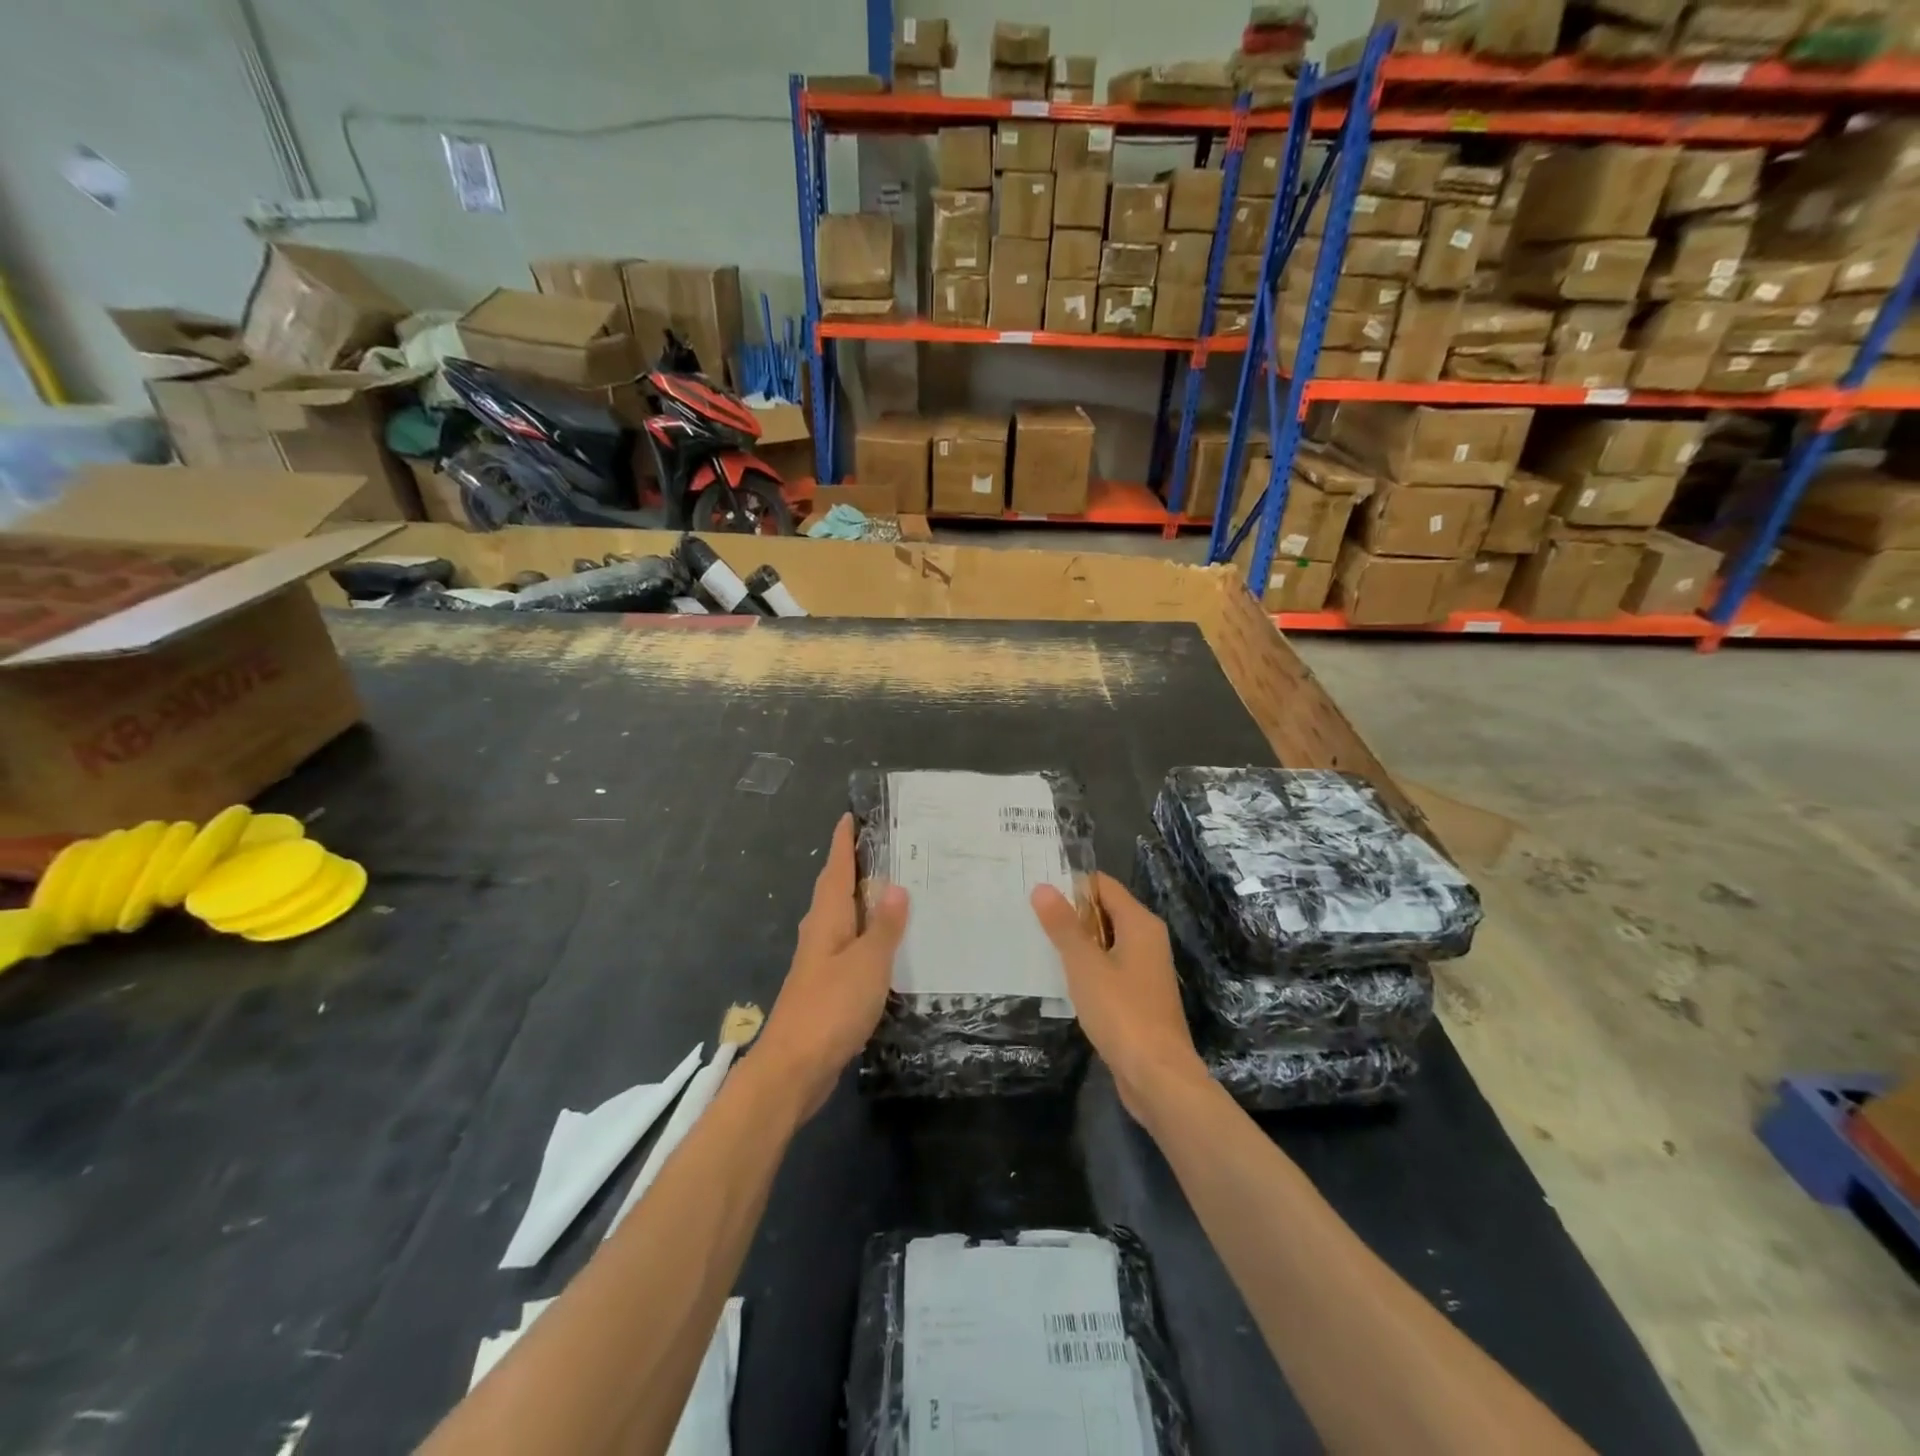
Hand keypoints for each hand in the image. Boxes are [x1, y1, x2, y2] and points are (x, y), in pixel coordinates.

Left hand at [758, 813, 908, 1119]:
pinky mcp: (825, 986)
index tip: (850, 816)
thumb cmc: (831, 1007)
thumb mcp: (868, 963)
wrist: (794, 1067)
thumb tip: (897, 886)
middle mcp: (819, 933)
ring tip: (891, 887)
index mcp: (826, 919)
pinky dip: (865, 933)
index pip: (835, 869)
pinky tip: (884, 943)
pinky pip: (848, 945)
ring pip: (841, 918)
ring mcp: (820, 961)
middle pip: (835, 889)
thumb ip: (884, 926)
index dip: (843, 843)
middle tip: (883, 846)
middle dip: (853, 866)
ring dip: (861, 900)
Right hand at [1032, 872, 1208, 1120]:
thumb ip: (1064, 926)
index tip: (1037, 891)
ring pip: (1105, 942)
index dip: (1071, 885)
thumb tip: (1043, 887)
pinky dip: (1087, 968)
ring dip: (1076, 943)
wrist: (1158, 1076)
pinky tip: (1061, 979)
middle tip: (1029, 916)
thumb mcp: (1085, 965)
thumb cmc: (1122, 1012)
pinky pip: (1109, 968)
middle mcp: (1147, 939)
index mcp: (1140, 923)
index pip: (1103, 886)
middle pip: (1105, 911)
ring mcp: (1145, 970)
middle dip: (1070, 913)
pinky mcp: (1139, 996)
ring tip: (1037, 943)